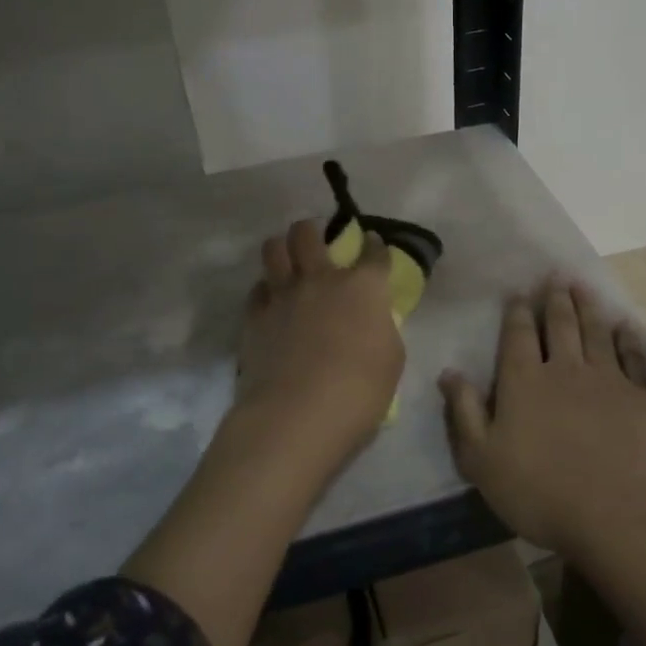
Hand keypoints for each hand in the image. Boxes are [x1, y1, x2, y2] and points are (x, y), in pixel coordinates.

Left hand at [236, 218, 404, 469]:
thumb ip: (381, 329)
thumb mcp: (391, 359)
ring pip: (273, 249)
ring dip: (281, 248)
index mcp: (363, 287)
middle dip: (312, 230)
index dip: (374, 245)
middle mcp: (321, 279)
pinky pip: (257, 289)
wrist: (298, 415)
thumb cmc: (360, 391)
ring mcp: (283, 295)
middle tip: (315, 240)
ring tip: (287, 259)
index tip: (373, 243)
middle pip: (308, 233)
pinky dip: (265, 290)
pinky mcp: (255, 317)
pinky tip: (271, 301)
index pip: (373, 252)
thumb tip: (372, 321)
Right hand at [440, 279, 645, 554]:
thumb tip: (449, 372)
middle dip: (555, 298)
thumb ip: (464, 412)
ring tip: (583, 286)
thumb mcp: (482, 460)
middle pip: (560, 324)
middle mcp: (565, 369)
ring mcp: (607, 380)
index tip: (519, 293)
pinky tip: (624, 327)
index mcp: (524, 381)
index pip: (518, 335)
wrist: (615, 515)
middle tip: (556, 276)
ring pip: (595, 332)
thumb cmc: (538, 492)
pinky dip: (626, 338)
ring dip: (588, 306)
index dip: (517, 311)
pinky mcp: (639, 397)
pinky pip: (631, 357)